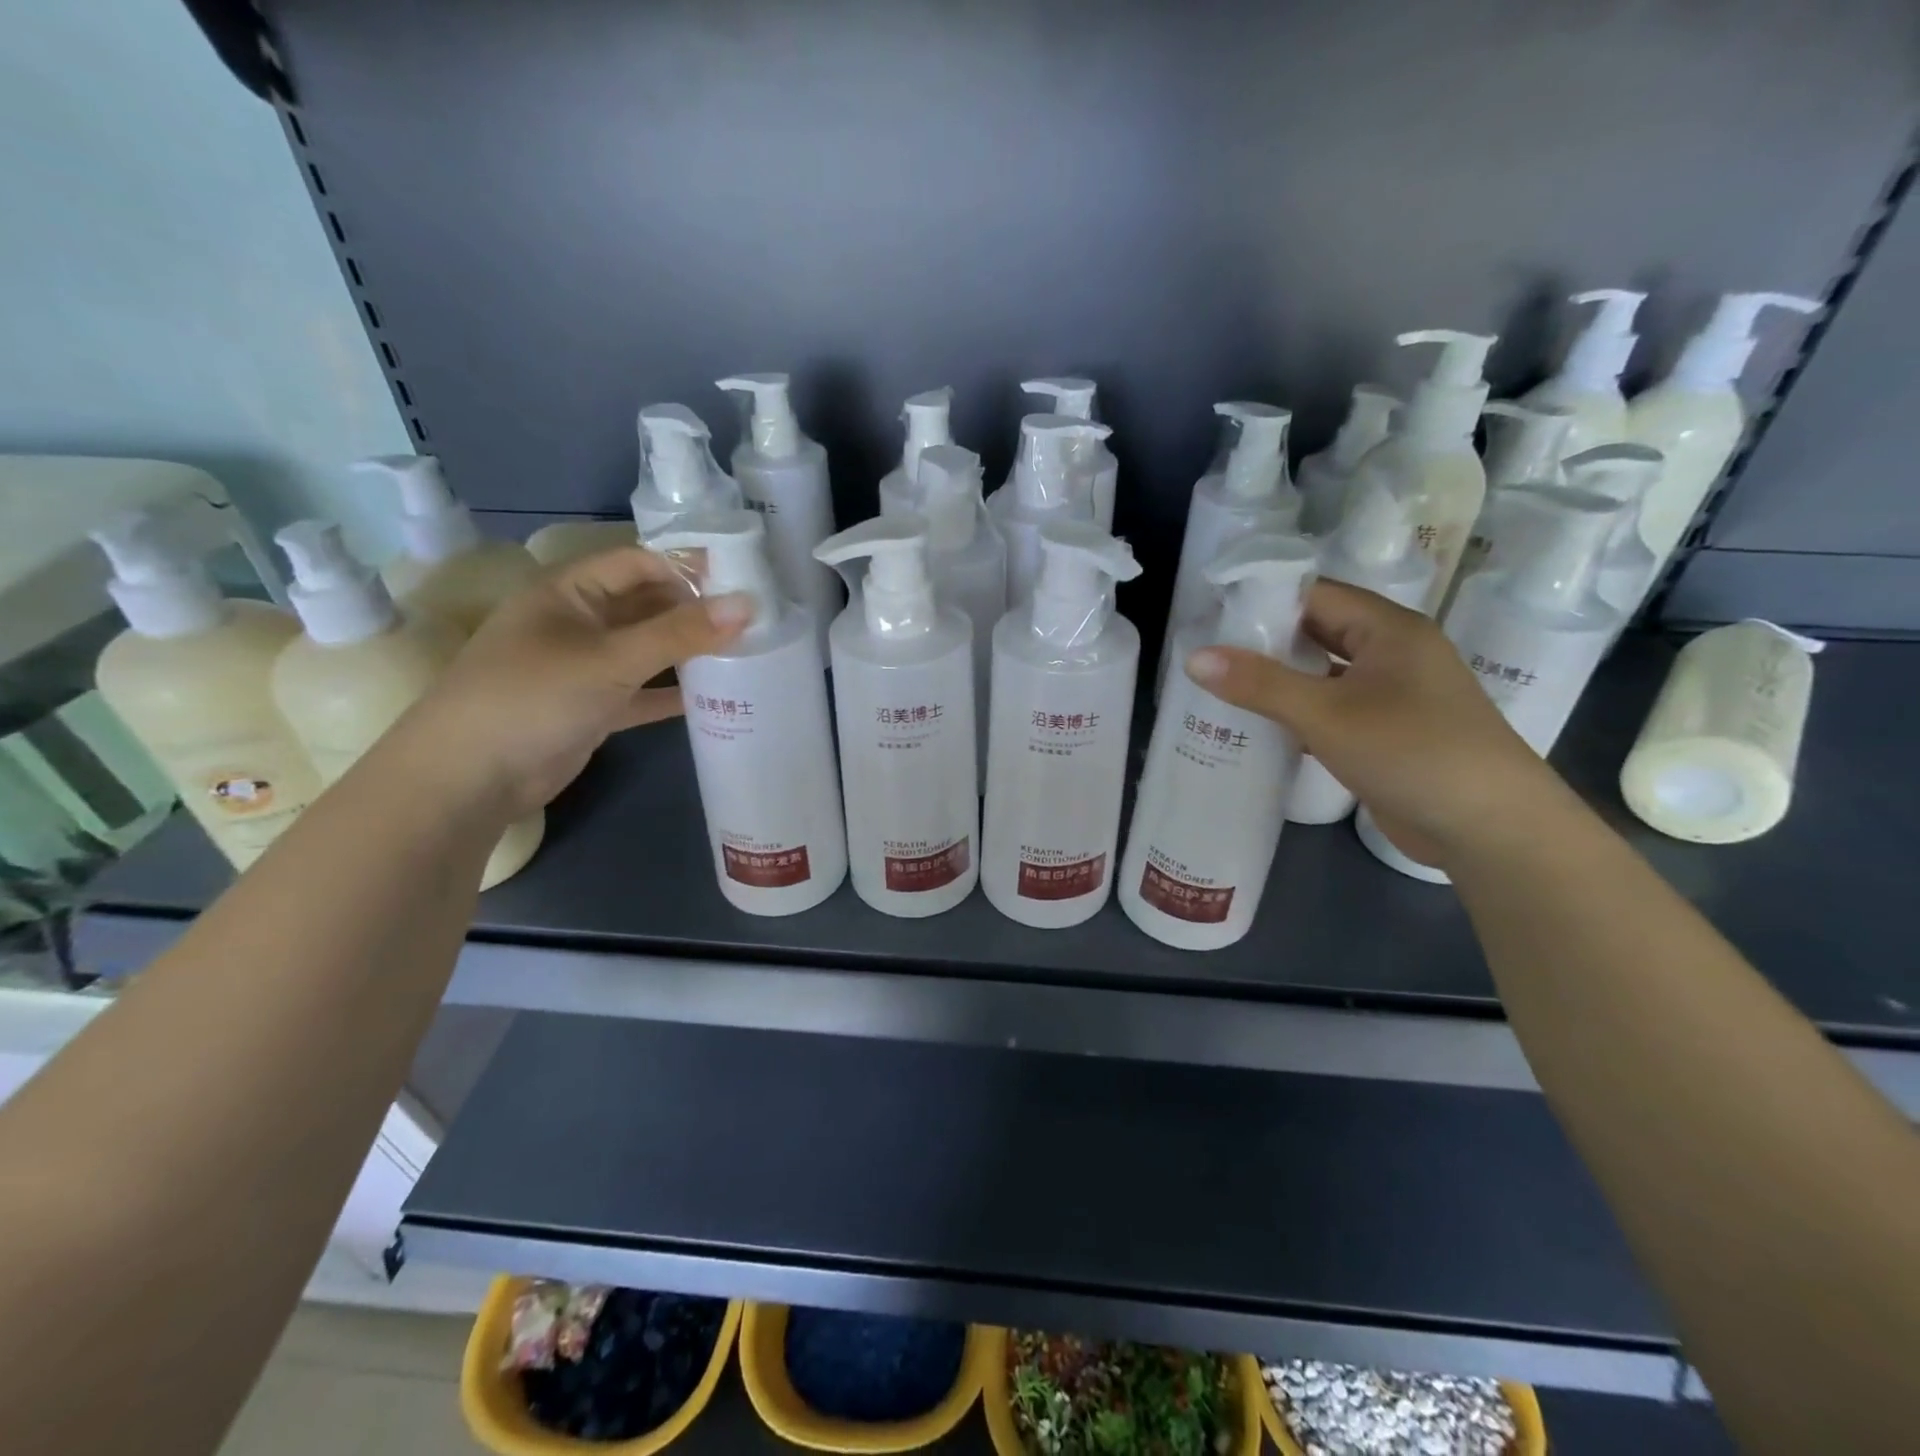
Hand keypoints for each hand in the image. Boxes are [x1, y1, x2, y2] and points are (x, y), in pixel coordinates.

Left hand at [392, 547, 752, 819]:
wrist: (470, 777)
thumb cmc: (535, 696)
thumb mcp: (612, 659)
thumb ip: (681, 633)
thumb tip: (747, 605)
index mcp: (570, 591)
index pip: (638, 563)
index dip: (686, 569)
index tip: (741, 585)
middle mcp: (578, 622)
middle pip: (646, 605)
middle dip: (694, 612)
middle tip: (753, 623)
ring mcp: (584, 667)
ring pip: (646, 650)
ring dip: (687, 654)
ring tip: (744, 657)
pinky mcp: (591, 708)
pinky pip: (641, 692)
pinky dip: (671, 694)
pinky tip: (715, 699)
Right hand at [1185, 580, 1567, 867]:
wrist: (1490, 828)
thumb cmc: (1411, 751)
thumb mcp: (1326, 713)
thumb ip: (1259, 684)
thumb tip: (1194, 658)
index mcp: (1389, 629)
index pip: (1316, 595)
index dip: (1263, 601)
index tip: (1212, 616)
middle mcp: (1393, 653)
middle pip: (1320, 632)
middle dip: (1266, 643)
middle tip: (1208, 654)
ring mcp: (1394, 695)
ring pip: (1325, 674)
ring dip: (1281, 681)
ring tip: (1222, 687)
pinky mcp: (1389, 733)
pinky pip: (1334, 709)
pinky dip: (1300, 713)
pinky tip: (1261, 727)